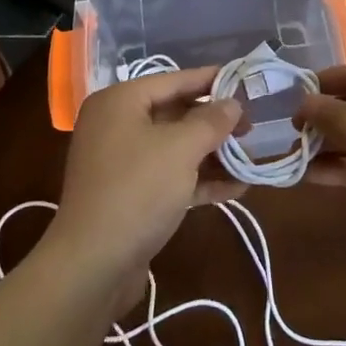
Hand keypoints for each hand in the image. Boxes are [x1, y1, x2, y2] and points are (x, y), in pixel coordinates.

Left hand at [43, 67, 245, 299]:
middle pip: (175, 114)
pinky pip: (170, 177)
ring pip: (175, 148)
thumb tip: (233, 103)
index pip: (174, 80)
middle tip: (252, 127)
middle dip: (215, 123)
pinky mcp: (130, 196)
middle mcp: (117, 126)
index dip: (211, 80)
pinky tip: (237, 188)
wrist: (92, 265)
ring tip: (250, 158)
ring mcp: (122, 163)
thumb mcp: (181, 148)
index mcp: (120, 102)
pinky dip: (199, 180)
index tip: (245, 80)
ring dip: (212, 154)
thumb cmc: (137, 190)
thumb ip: (211, 121)